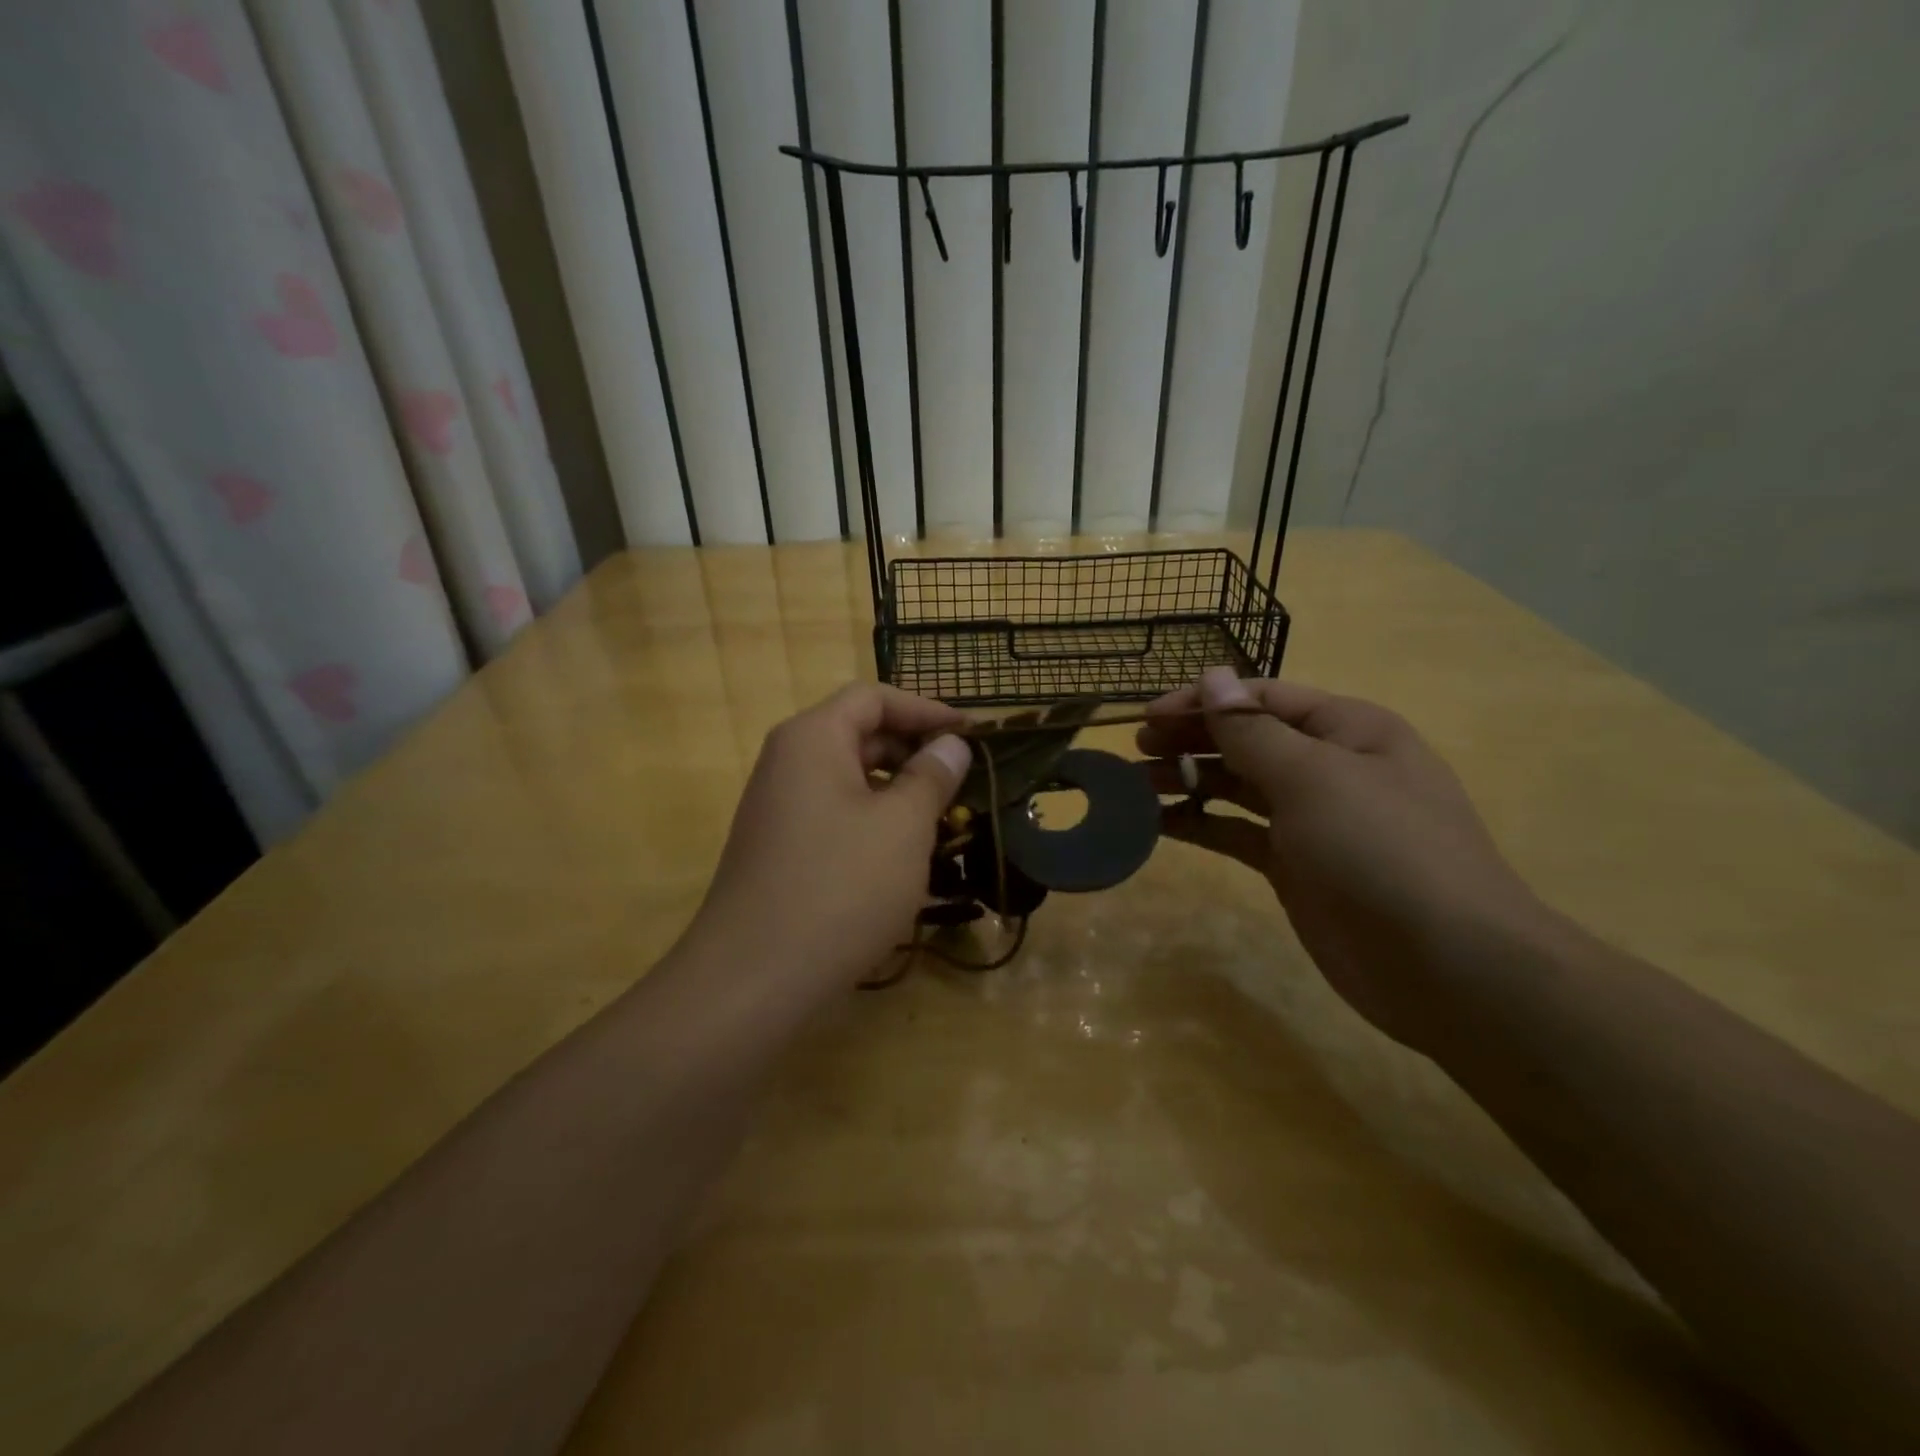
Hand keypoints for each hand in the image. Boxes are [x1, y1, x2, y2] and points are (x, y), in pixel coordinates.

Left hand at [691, 684, 971, 989]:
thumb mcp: (903, 826)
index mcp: (813, 738)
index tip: (971, 733)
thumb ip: (931, 776)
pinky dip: (871, 818)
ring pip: (847, 777)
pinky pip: (832, 812)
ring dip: (896, 788)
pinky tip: (901, 853)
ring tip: (940, 817)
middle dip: (913, 750)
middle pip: (858, 733)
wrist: (754, 977)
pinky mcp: (778, 846)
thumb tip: (950, 745)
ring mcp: (777, 806)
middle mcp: (787, 761)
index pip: (873, 697)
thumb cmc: (841, 887)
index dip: (926, 709)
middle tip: (961, 779)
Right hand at [1139, 667, 1546, 1049]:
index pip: (1262, 698)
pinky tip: (1160, 824)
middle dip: (1191, 740)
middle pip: (1247, 740)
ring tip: (1135, 786)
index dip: (1204, 701)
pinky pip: (1237, 832)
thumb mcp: (1314, 778)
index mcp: (1347, 730)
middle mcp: (1329, 767)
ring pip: (1238, 786)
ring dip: (1189, 781)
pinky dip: (1201, 824)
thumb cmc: (1381, 850)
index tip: (1148, 717)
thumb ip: (1253, 730)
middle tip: (1135, 752)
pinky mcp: (1294, 867)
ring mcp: (1311, 821)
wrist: (1446, 966)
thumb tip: (1212, 676)